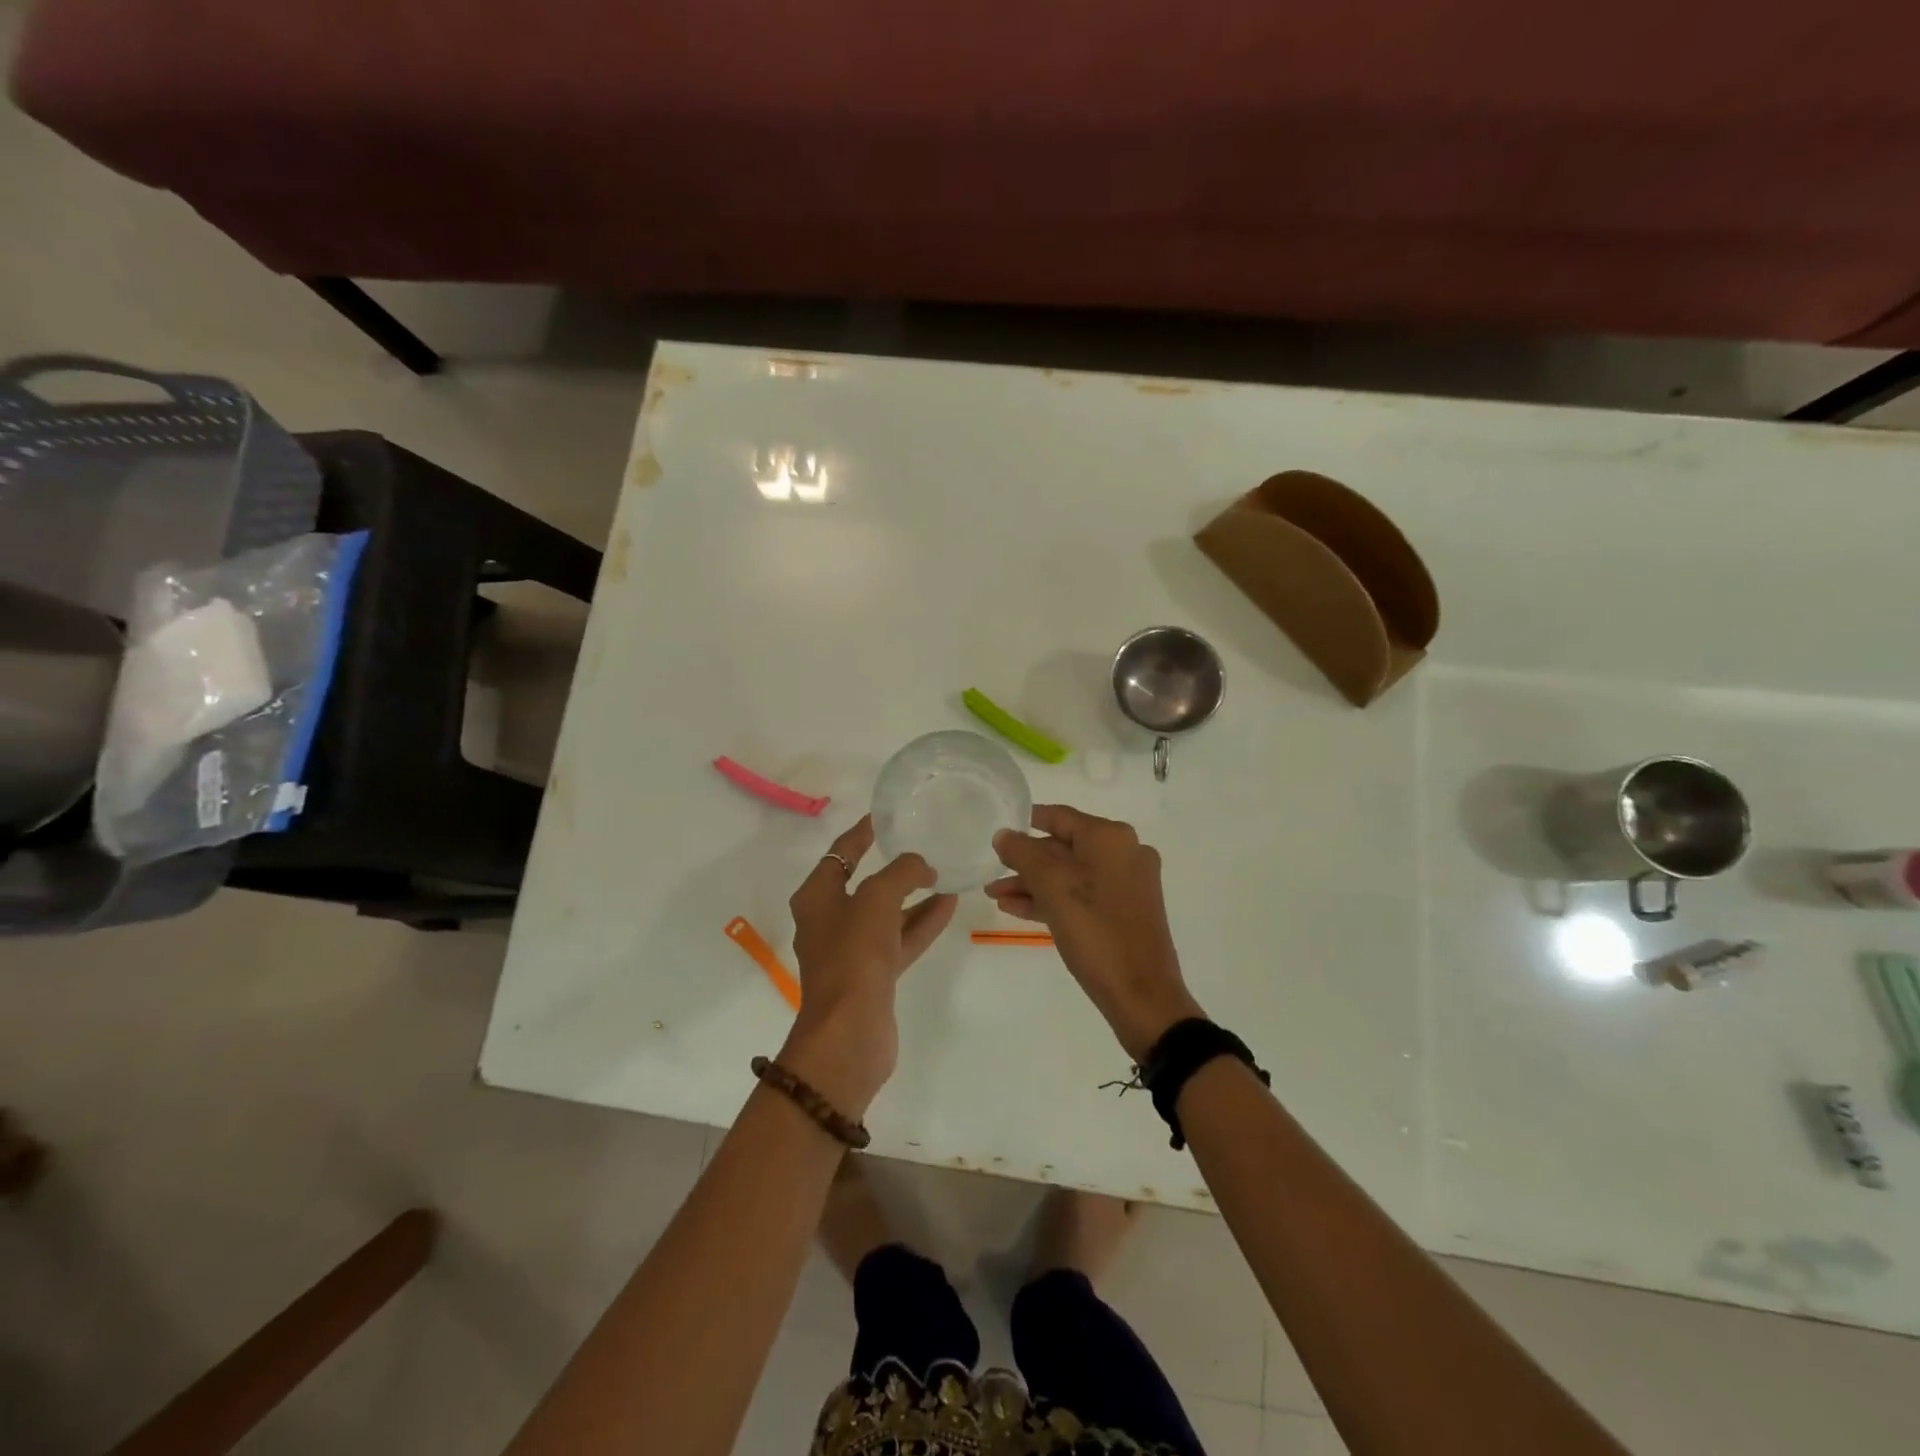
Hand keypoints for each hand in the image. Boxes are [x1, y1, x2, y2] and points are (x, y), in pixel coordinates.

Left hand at [779, 815, 957, 1115]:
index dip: (861, 833)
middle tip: (922, 846)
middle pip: (864, 884)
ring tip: (946, 875)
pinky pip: (900, 939)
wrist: (850, 1031)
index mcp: (817, 897)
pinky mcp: (873, 976)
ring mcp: (851, 951)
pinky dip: (921, 923)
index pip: (840, 853)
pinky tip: (949, 905)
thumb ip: (902, 872)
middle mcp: (829, 921)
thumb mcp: (877, 898)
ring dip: (914, 896)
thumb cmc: (854, 954)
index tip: (883, 816)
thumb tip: (922, 866)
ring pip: (887, 914)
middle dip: (893, 867)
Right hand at [988, 805, 1203, 1060]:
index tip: (997, 828)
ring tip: (996, 896)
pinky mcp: (1126, 911)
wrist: (1142, 996)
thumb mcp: (1052, 887)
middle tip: (991, 872)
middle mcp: (1124, 852)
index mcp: (1111, 837)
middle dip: (1025, 861)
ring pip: (1071, 874)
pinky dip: (1052, 899)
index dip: (1026, 821)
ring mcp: (1128, 883)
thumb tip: (1004, 834)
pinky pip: (1082, 895)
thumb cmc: (1095, 932)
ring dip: (1033, 883)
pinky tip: (1018, 910)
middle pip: (1064, 846)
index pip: (1059, 816)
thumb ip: (1023, 854)